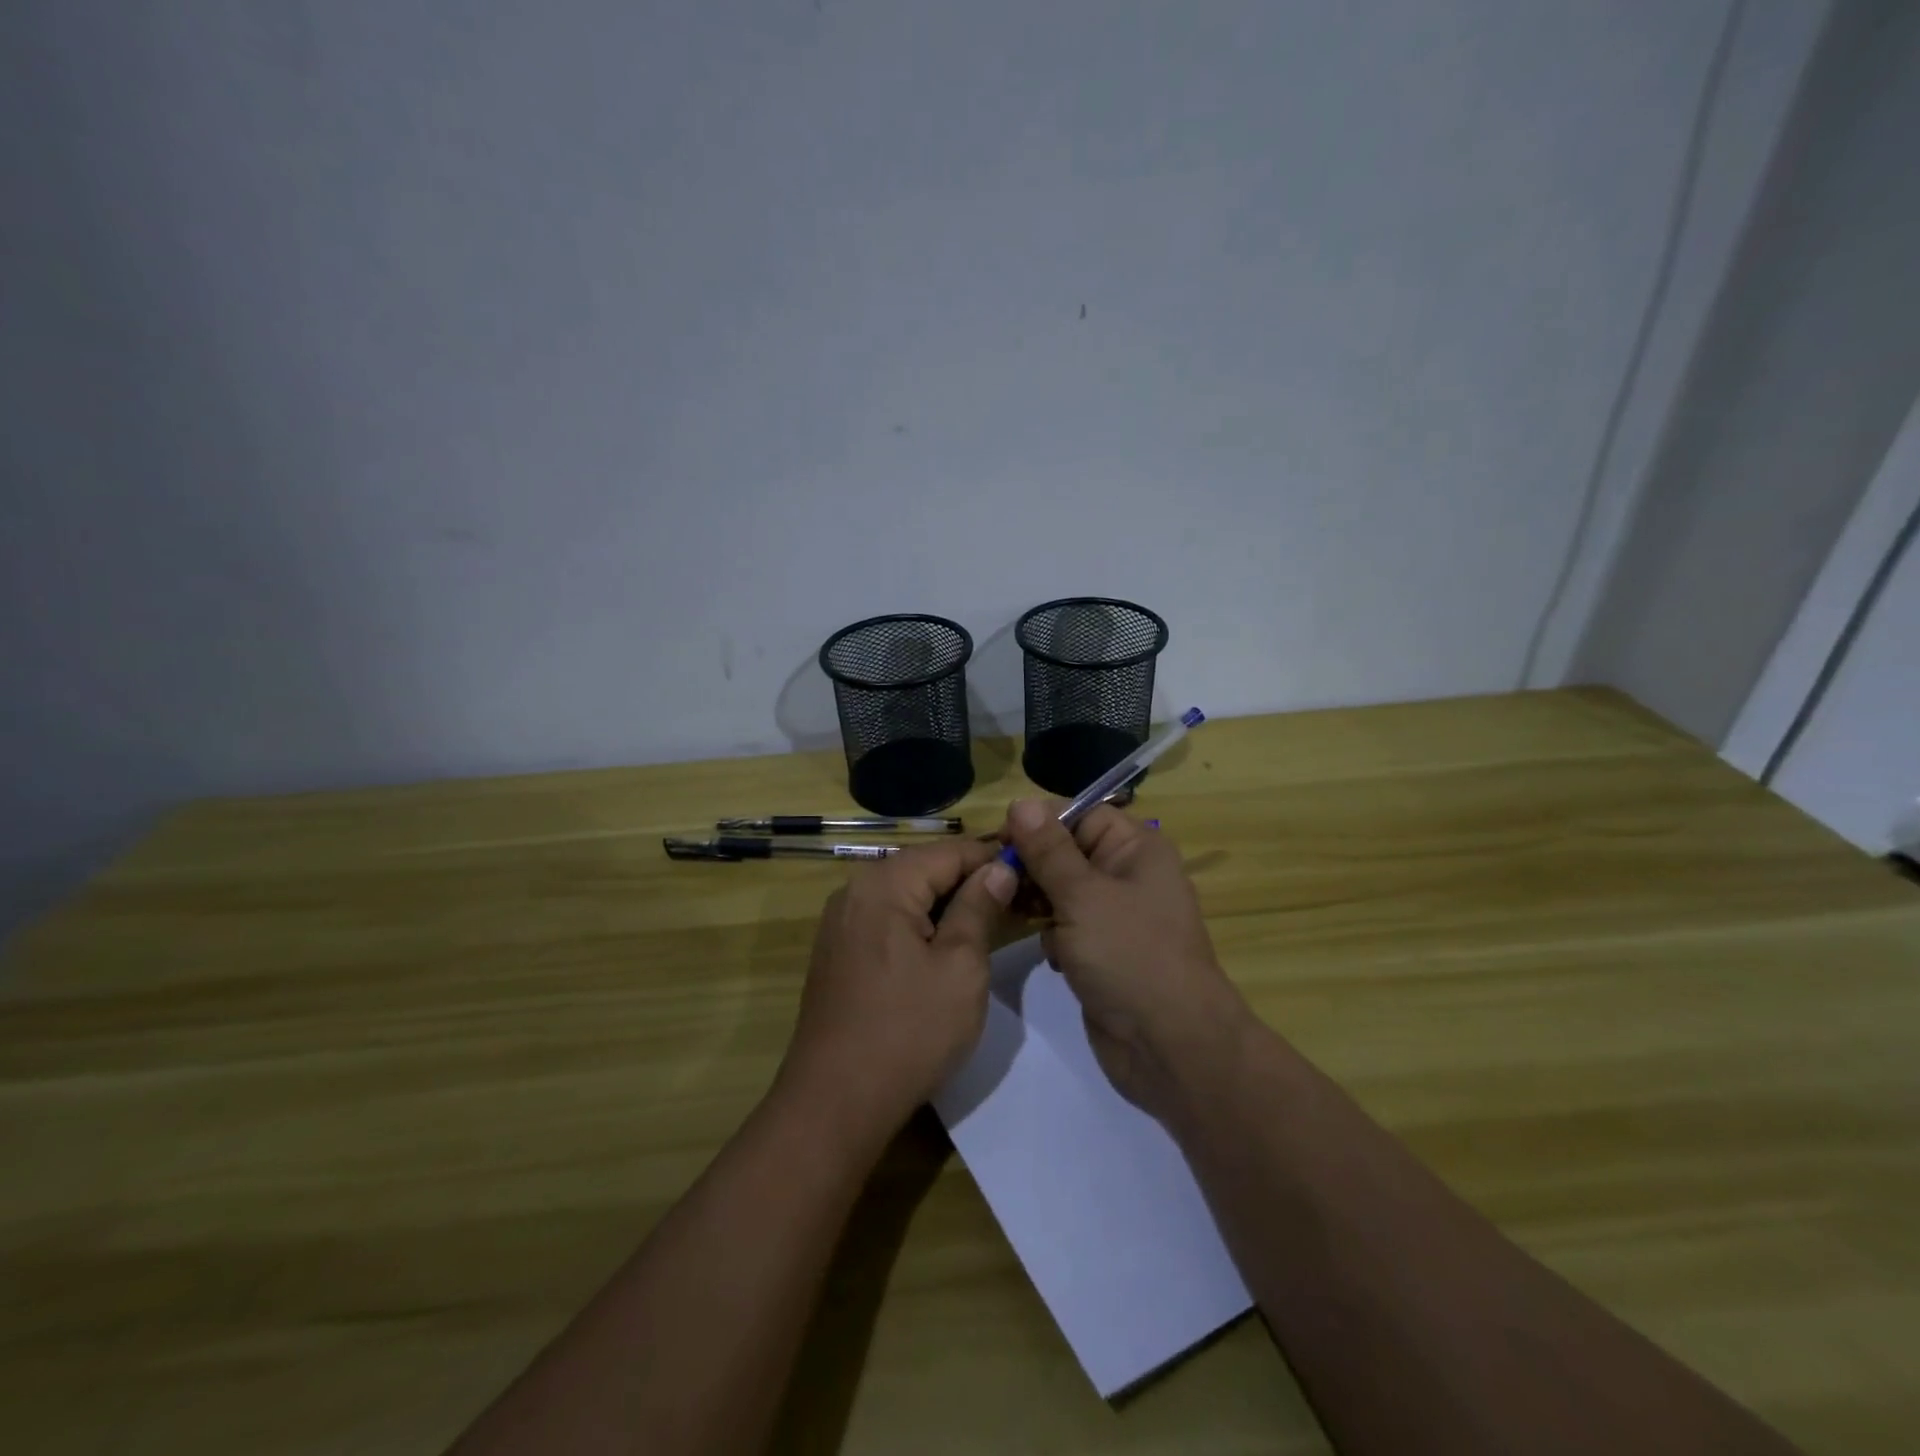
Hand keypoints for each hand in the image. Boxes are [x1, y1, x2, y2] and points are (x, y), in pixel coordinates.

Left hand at [777, 838, 1016, 1144]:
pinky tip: (947, 949)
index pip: (949, 852)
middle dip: (971, 882)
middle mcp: (855, 891)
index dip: (993, 859)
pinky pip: (888, 920)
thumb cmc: (909, 1031)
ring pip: (907, 895)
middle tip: (1017, 904)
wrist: (835, 1101)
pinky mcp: (838, 951)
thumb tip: (999, 868)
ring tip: (990, 926)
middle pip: (925, 869)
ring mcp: (841, 922)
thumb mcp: (960, 966)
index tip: (1032, 875)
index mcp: (884, 884)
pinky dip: (921, 926)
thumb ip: (979, 908)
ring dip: (948, 905)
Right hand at [1004, 798, 1251, 1117]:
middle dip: (1032, 864)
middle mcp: (1127, 874)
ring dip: (1037, 901)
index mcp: (1135, 848)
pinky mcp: (1103, 951)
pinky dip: (1052, 935)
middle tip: (995, 881)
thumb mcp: (1083, 895)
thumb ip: (1048, 849)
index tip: (998, 839)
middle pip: (1066, 851)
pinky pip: (1066, 926)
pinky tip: (1050, 955)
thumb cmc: (1129, 955)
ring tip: (1012, 914)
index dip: (1038, 822)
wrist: (1170, 1046)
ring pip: (1061, 890)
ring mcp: (1115, 916)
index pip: (1079, 814)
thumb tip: (1020, 802)